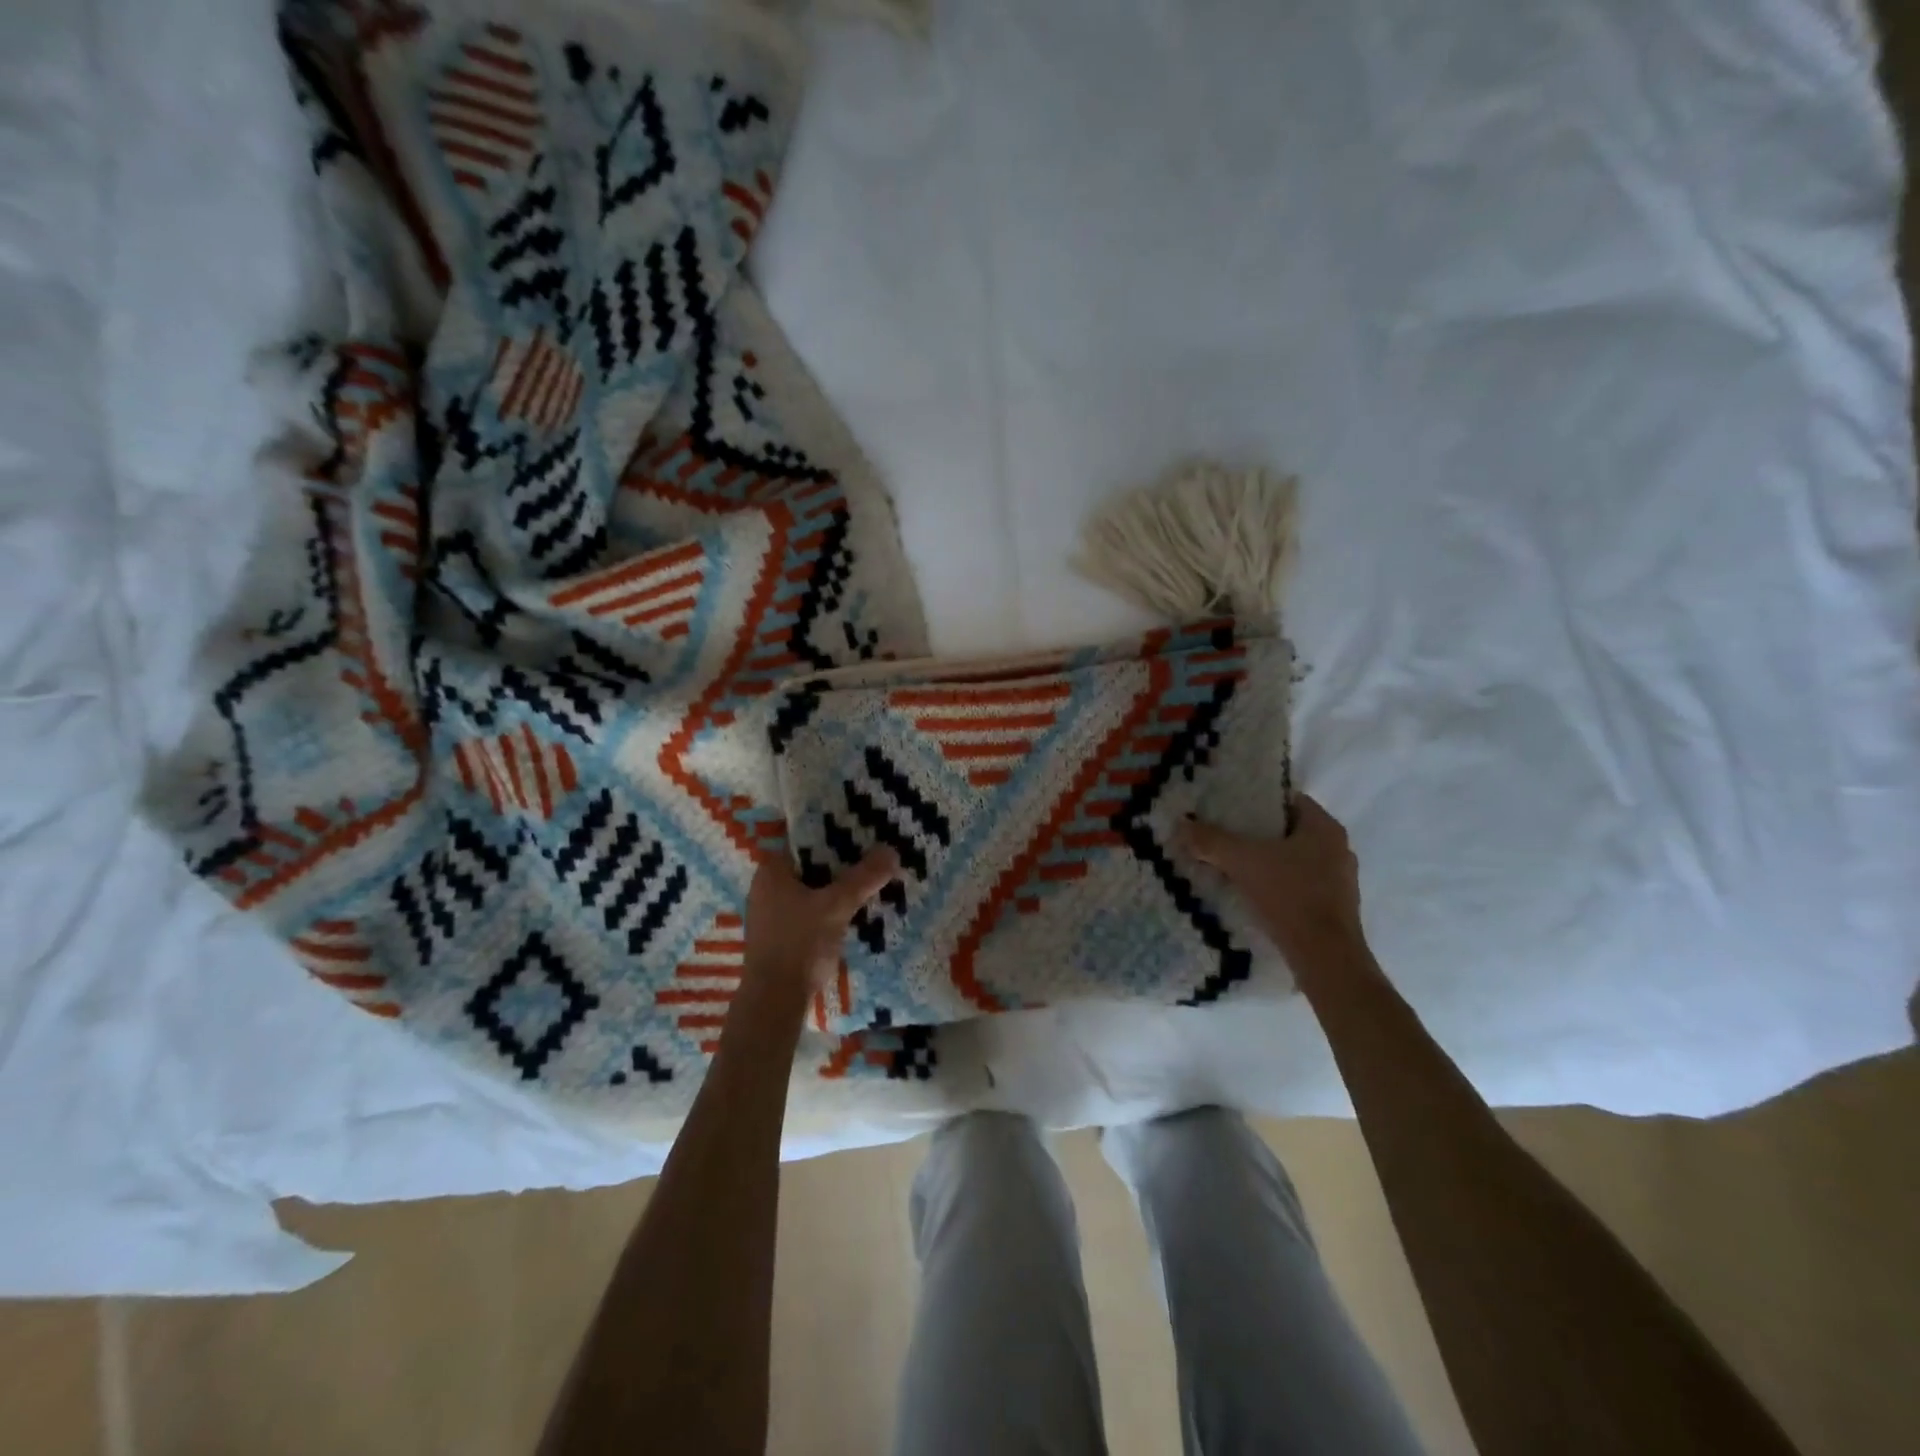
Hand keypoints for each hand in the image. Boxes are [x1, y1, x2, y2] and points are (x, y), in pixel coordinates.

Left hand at [740, 847, 899, 1001]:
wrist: (775, 1001)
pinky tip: (852, 911)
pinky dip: (828, 907)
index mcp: (771, 870)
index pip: (804, 839)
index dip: (833, 834)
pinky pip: (808, 910)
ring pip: (810, 889)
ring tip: (868, 881)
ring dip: (835, 887)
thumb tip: (892, 849)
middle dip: (840, 862)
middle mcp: (766, 886)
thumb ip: (863, 878)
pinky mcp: (779, 935)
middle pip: (809, 865)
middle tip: (871, 857)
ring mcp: (770, 912)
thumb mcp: (836, 906)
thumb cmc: (799, 944)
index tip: (861, 834)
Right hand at [1179, 794, 1366, 967]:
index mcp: (1325, 828)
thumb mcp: (1242, 862)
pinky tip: (1253, 895)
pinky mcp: (1335, 908)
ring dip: (1268, 862)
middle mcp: (1339, 849)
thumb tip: (1182, 824)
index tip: (1230, 810)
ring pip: (1296, 860)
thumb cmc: (1290, 896)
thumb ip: (1211, 841)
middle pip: (1290, 831)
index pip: (1289, 800)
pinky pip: (1301, 885)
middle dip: (1258, 834)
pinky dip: (1278, 886)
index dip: (1258, 802)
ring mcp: (1340, 881)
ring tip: (1233, 867)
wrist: (1326, 958)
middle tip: (1225, 837)